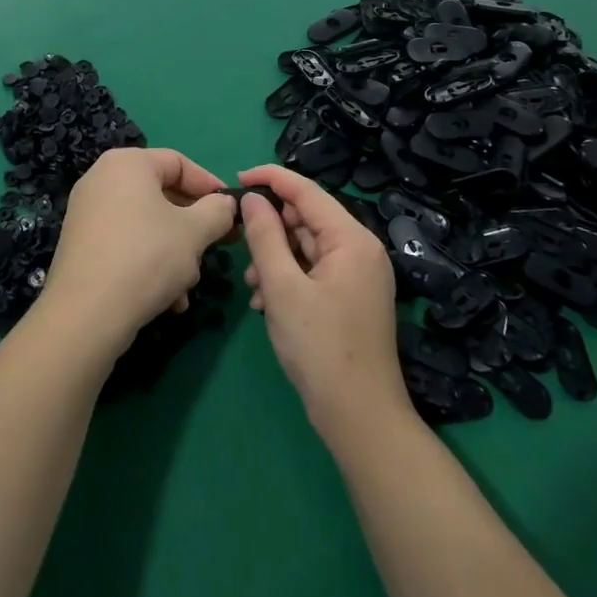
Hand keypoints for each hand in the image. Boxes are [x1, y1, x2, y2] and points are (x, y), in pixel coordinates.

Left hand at [40, 148, 236, 355]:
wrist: (86, 314)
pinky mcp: (82, 244)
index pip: (179, 163)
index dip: (210, 186)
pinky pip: (126, 243)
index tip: (232, 213)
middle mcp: (102, 179)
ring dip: (175, 253)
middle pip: (162, 195)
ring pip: (147, 225)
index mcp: (127, 163)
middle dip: (192, 228)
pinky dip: (149, 263)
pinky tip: (167, 299)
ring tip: (187, 287)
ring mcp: (87, 212)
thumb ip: (217, 211)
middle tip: (214, 250)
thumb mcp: (195, 232)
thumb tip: (225, 204)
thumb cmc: (147, 257)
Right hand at [238, 165, 408, 442]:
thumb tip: (252, 198)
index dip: (271, 179)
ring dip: (276, 258)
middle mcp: (361, 249)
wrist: (360, 418)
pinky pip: (315, 271)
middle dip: (271, 229)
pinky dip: (289, 278)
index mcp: (352, 239)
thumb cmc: (320, 348)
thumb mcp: (282, 288)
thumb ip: (264, 236)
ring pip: (308, 247)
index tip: (236, 180)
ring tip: (252, 286)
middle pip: (308, 219)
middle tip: (238, 246)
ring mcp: (359, 275)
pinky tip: (266, 302)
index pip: (307, 191)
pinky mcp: (352, 297)